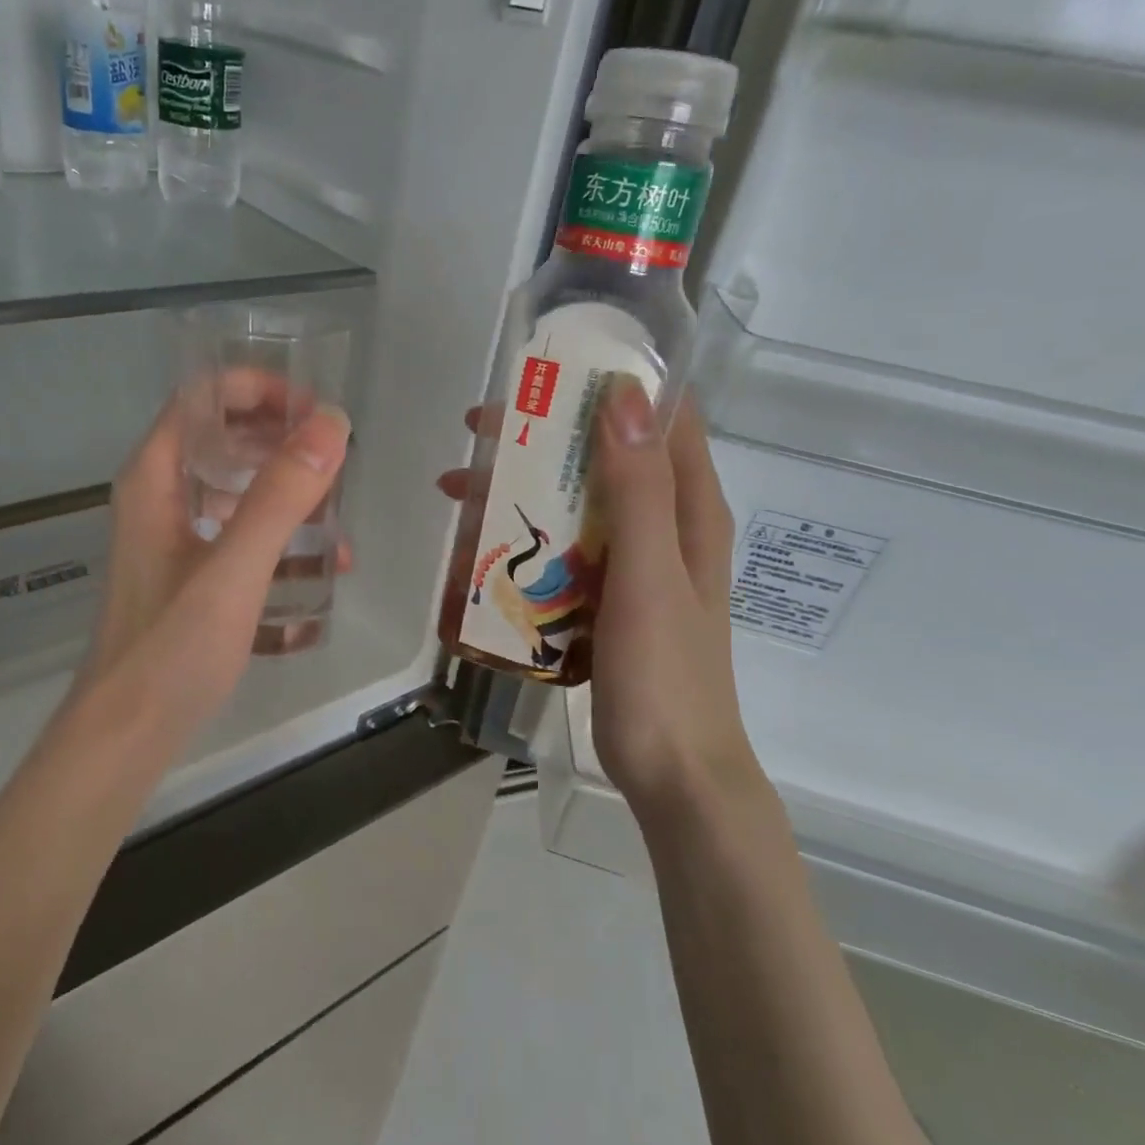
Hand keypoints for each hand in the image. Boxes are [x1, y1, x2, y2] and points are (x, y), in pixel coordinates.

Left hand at [77, 395, 350, 737]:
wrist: (125, 736)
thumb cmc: (172, 648)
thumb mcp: (234, 568)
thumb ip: (281, 495)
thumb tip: (331, 423)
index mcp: (156, 476)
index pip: (205, 396)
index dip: (261, 389)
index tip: (316, 414)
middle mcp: (160, 496)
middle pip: (224, 439)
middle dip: (284, 444)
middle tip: (337, 466)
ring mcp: (173, 538)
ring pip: (236, 490)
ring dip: (287, 498)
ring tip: (338, 528)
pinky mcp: (188, 575)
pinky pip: (239, 537)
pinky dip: (277, 543)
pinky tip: (316, 576)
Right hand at [439, 383, 759, 818]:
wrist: (674, 773)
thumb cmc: (666, 674)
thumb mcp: (648, 575)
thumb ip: (637, 488)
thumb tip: (621, 393)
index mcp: (689, 508)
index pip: (660, 417)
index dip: (609, 383)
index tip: (545, 371)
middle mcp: (666, 524)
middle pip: (604, 456)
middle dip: (541, 436)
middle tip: (475, 431)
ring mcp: (636, 563)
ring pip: (576, 502)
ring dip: (522, 488)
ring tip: (455, 490)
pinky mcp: (609, 597)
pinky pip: (564, 549)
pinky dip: (526, 536)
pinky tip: (479, 548)